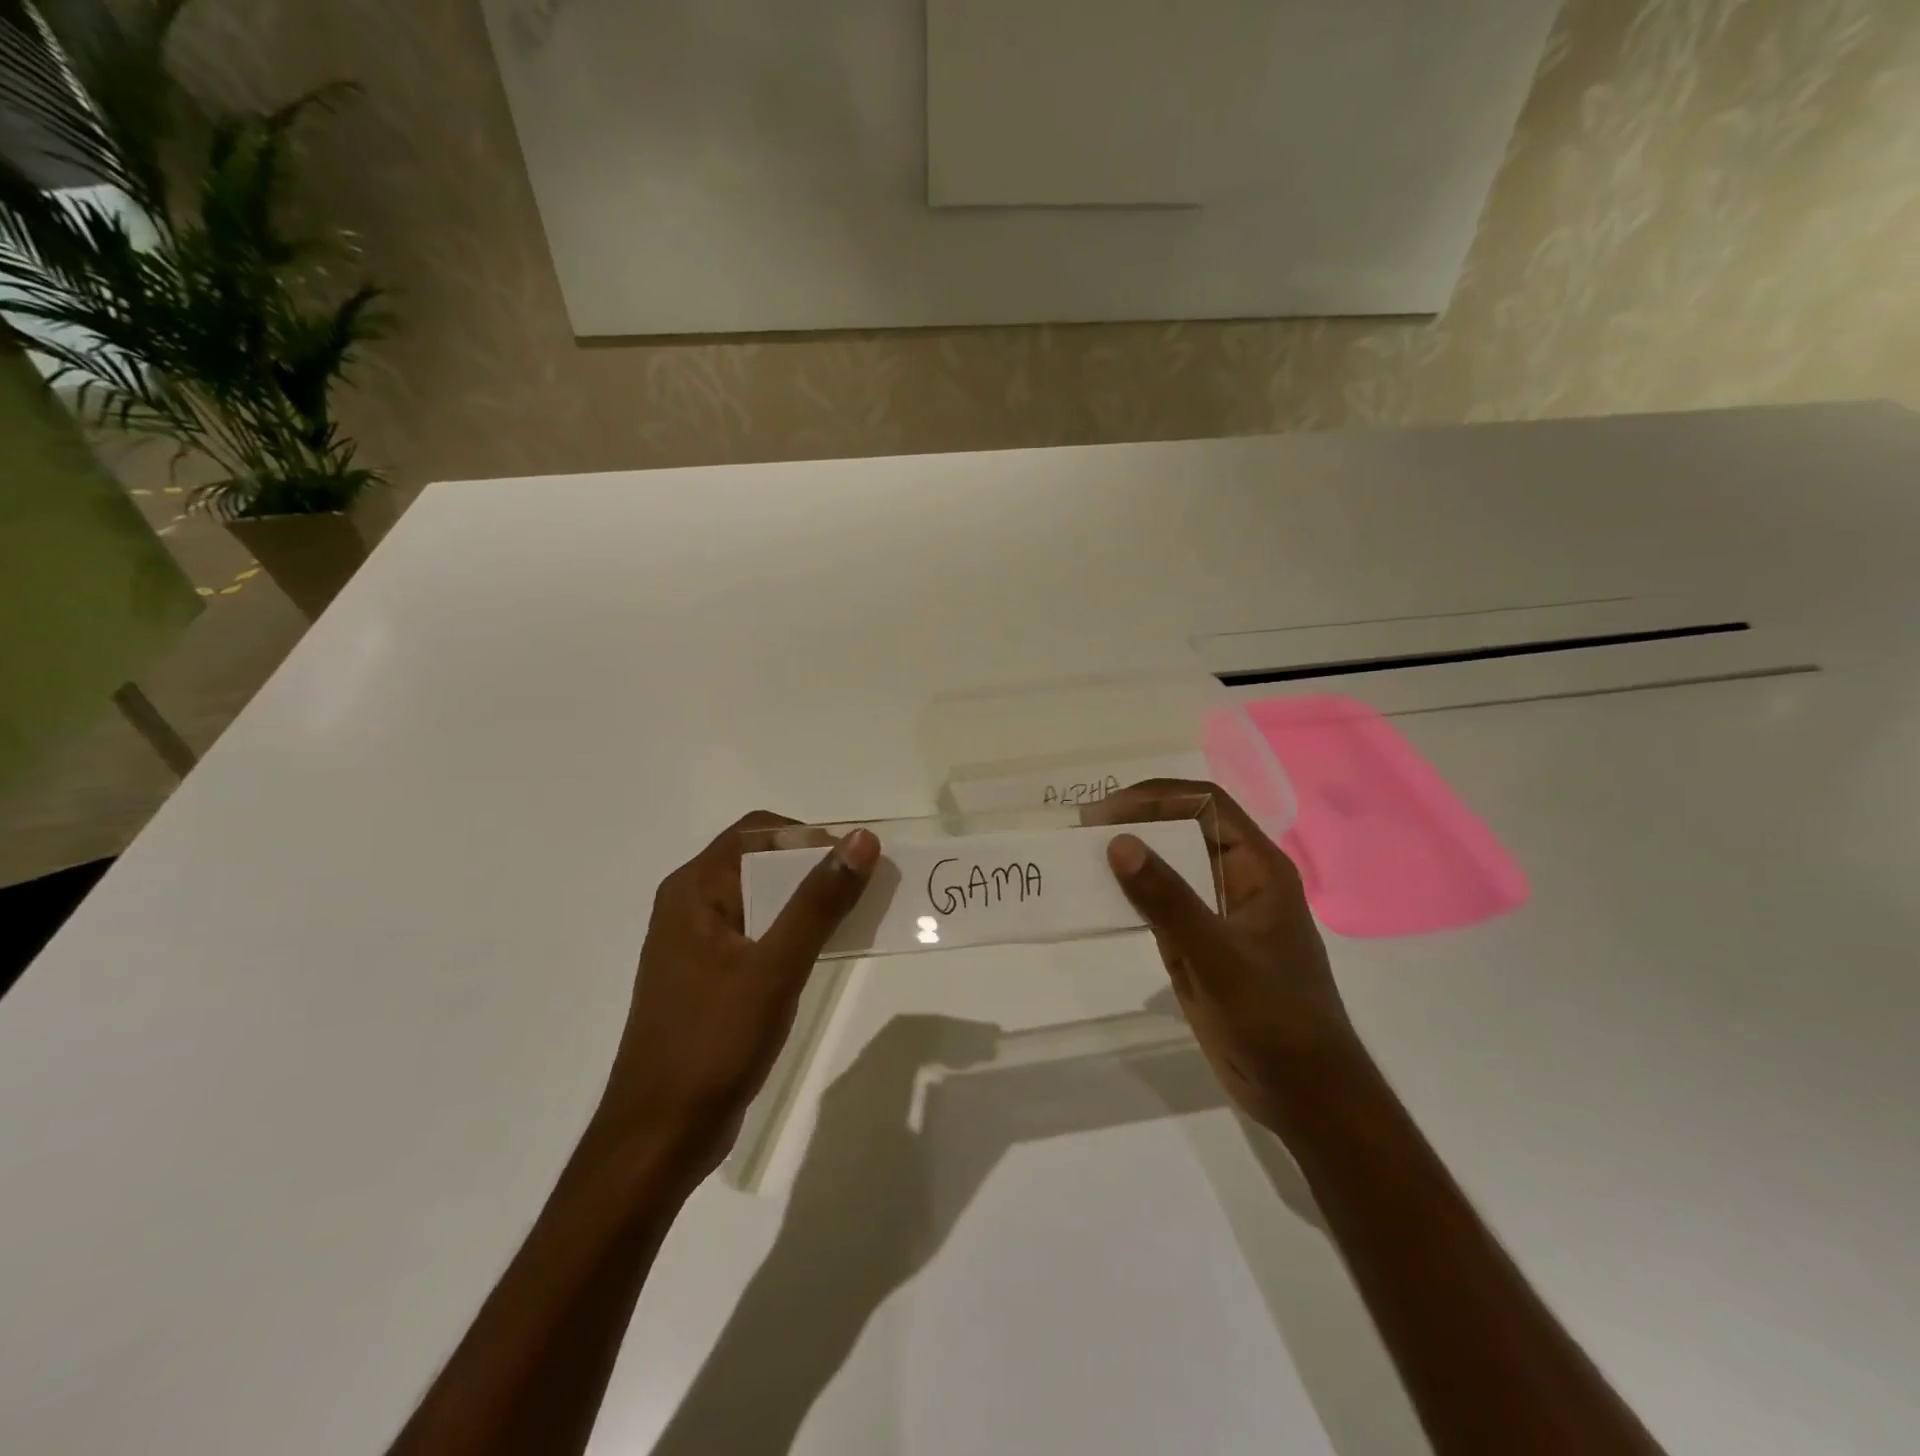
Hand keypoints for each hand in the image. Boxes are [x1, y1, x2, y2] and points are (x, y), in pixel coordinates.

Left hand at [599, 813, 879, 1181]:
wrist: (660, 1137)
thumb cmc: (713, 1042)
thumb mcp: (775, 967)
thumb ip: (819, 901)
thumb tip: (861, 840)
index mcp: (694, 890)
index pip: (758, 832)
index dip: (809, 835)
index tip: (856, 859)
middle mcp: (691, 906)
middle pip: (761, 862)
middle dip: (815, 868)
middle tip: (867, 888)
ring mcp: (698, 945)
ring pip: (763, 900)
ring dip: (808, 902)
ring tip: (857, 917)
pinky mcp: (710, 978)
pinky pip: (759, 935)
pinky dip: (794, 933)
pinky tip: (825, 952)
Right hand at [1096, 780, 1363, 1133]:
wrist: (1302, 1093)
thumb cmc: (1273, 1017)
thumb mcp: (1217, 956)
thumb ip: (1168, 899)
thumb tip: (1118, 842)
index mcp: (1258, 867)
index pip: (1205, 804)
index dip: (1156, 797)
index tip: (1106, 812)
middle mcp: (1238, 879)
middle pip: (1184, 829)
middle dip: (1137, 821)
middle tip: (1083, 829)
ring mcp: (1218, 912)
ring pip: (1170, 866)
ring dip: (1130, 858)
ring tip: (1080, 856)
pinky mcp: (1201, 943)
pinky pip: (1161, 905)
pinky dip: (1130, 895)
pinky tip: (1098, 898)